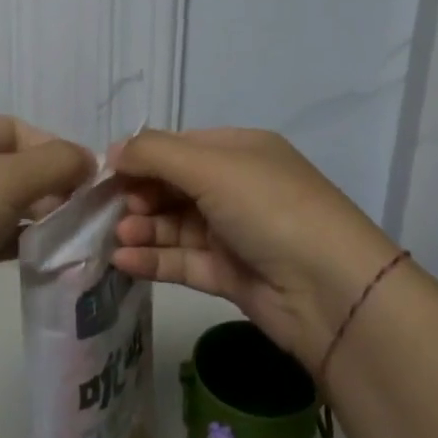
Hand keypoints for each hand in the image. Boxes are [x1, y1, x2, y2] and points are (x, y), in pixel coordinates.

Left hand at [0, 113, 93, 361]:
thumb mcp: (7, 180)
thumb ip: (56, 163)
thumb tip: (89, 160)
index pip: (14, 128)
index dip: (54, 149)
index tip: (89, 181)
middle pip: (6, 164)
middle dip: (47, 184)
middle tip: (82, 212)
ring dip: (33, 215)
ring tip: (68, 235)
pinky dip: (12, 241)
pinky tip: (38, 257)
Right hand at [110, 128, 398, 372]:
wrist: (331, 291)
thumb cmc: (270, 208)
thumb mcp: (212, 166)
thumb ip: (155, 154)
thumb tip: (112, 151)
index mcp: (241, 151)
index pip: (179, 146)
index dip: (142, 157)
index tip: (105, 173)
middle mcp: (237, 187)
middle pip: (174, 186)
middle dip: (140, 195)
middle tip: (111, 209)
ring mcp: (234, 233)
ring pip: (175, 225)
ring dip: (143, 228)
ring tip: (117, 236)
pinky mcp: (231, 274)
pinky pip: (183, 261)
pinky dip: (153, 259)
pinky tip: (124, 261)